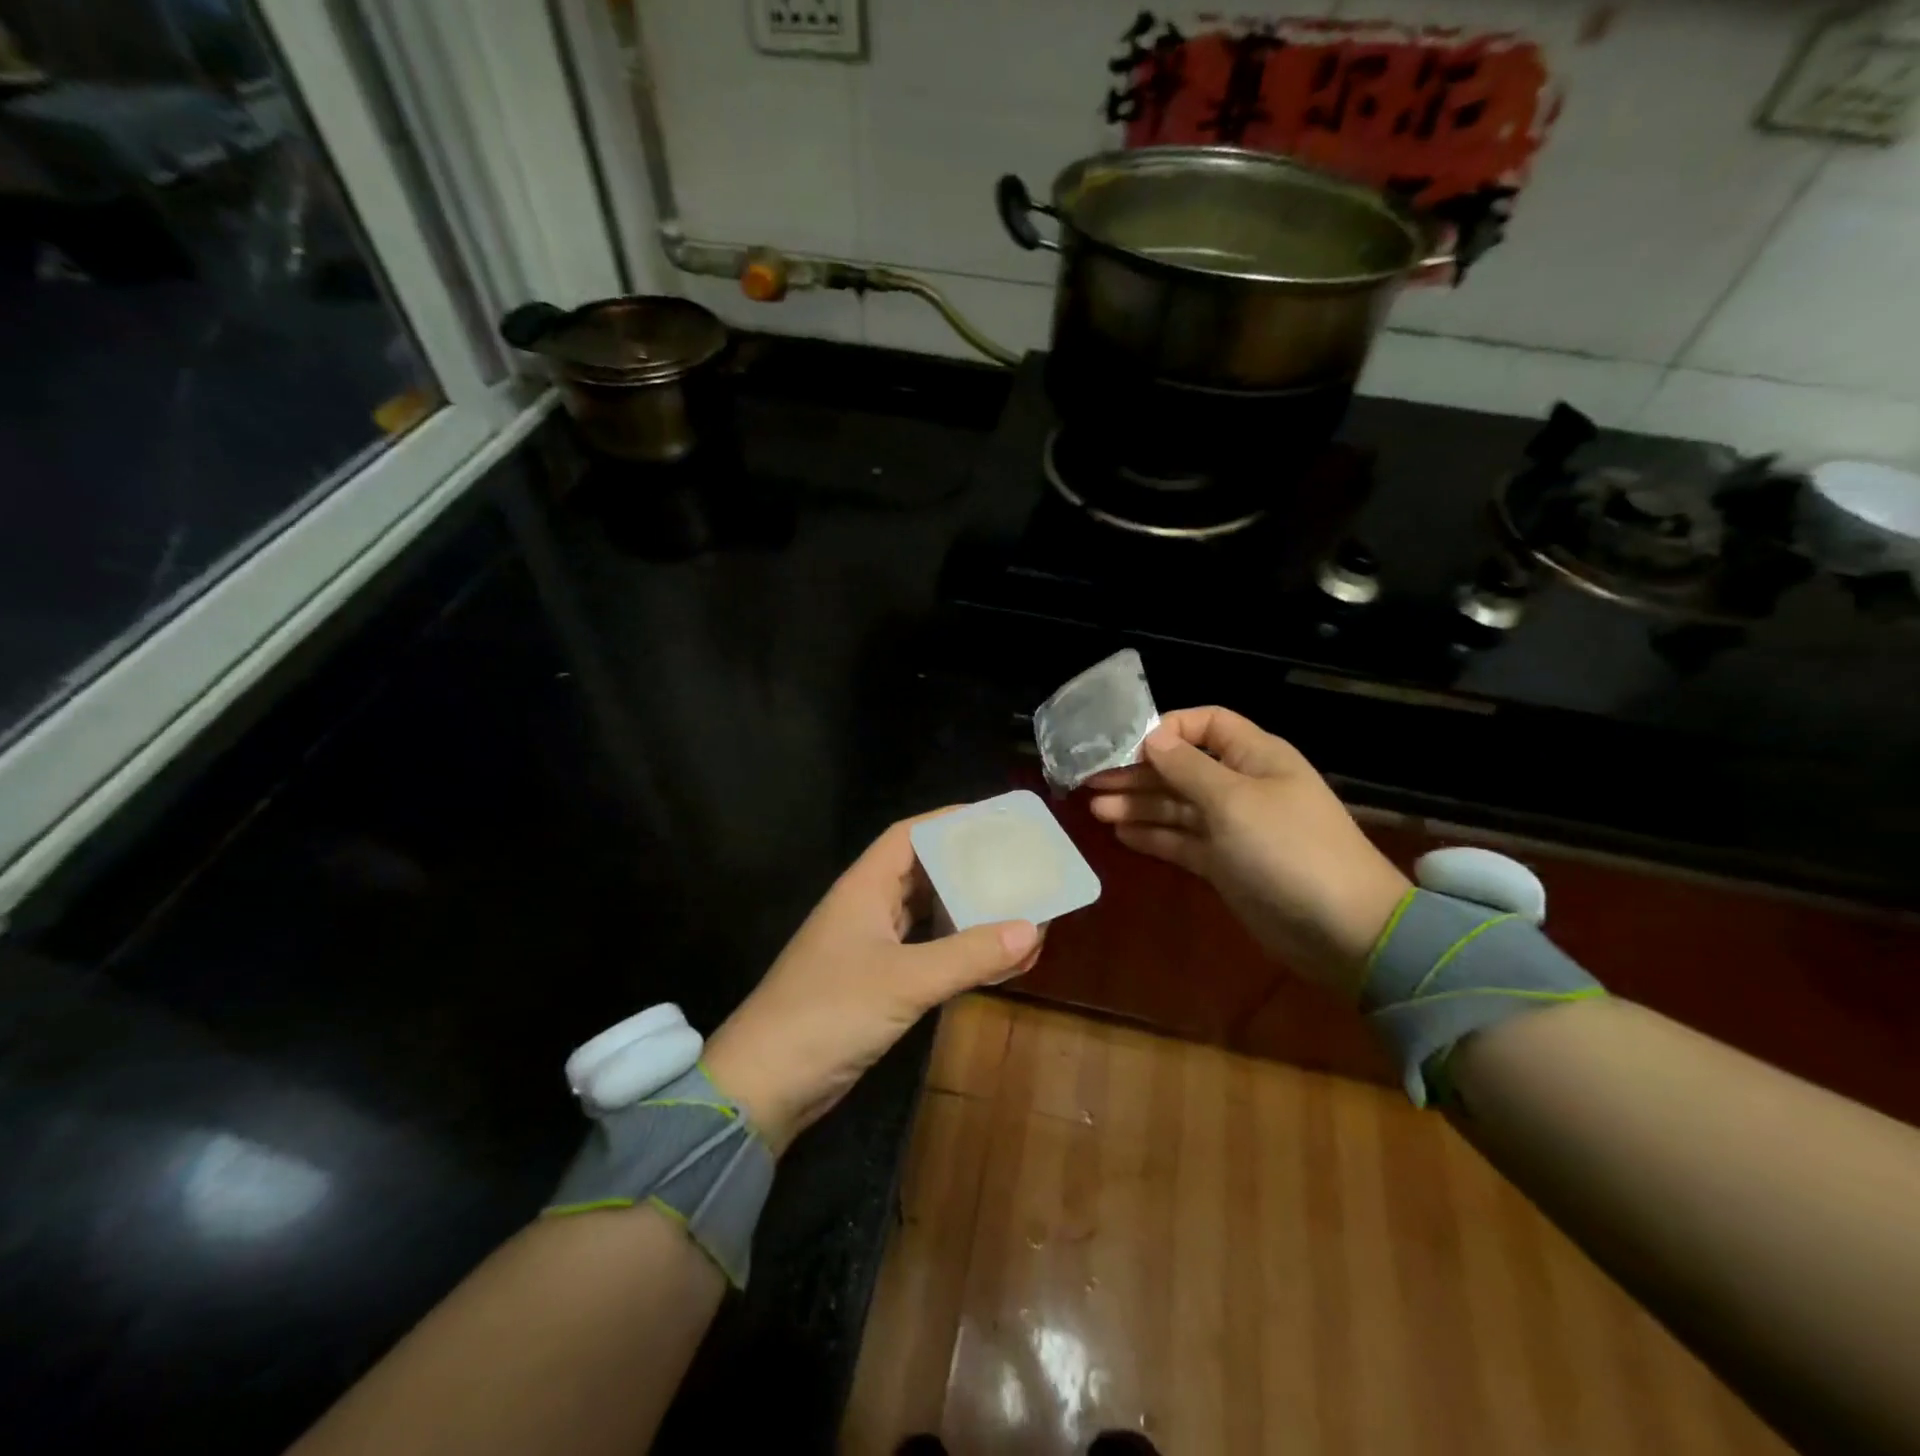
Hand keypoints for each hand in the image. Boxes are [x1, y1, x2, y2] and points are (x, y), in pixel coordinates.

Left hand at [702, 812, 1041, 1153]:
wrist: (766, 1084)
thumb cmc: (830, 1012)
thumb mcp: (905, 980)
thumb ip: (968, 955)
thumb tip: (1032, 928)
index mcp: (865, 887)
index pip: (910, 835)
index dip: (951, 822)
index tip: (997, 822)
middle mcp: (868, 908)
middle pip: (924, 873)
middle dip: (970, 869)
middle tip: (1020, 869)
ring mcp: (870, 947)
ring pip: (928, 916)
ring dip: (968, 914)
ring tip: (1018, 912)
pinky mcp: (876, 984)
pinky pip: (927, 954)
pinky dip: (958, 953)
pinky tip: (992, 960)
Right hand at [1086, 707, 1409, 996]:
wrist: (1342, 929)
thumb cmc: (1287, 849)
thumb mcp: (1233, 800)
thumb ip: (1187, 768)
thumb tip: (1152, 737)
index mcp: (1254, 756)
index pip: (1206, 724)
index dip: (1166, 730)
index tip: (1126, 748)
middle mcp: (1241, 785)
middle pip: (1182, 767)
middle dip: (1138, 772)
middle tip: (1091, 781)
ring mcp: (1233, 827)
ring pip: (1177, 806)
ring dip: (1137, 804)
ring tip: (1095, 809)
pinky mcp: (1225, 864)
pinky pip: (1182, 840)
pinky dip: (1153, 836)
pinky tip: (1121, 834)